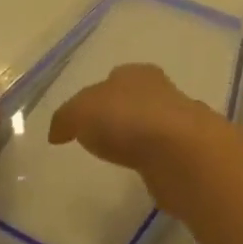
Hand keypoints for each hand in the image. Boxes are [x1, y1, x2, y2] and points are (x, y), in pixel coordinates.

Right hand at [48, 63, 216, 175]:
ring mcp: (176, 121)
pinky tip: (140, 170)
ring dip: (137, 137)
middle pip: (134, 99)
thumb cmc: (128, 119)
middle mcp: (160, 90)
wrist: (180, 152)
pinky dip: (150, 159)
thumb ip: (67, 117)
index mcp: (137, 73)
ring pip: (149, 125)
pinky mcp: (185, 153)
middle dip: (119, 113)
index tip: (85, 118)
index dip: (98, 95)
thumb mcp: (82, 111)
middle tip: (100, 136)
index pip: (115, 78)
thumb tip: (57, 132)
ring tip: (118, 155)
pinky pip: (160, 152)